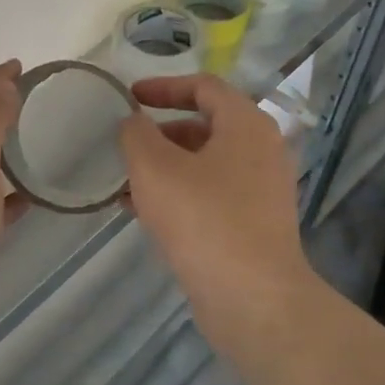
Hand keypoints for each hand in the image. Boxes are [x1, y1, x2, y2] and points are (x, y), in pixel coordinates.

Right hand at [118, 74, 322, 356]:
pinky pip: (210, 196)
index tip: (128, 98)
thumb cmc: (204, 220)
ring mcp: (261, 190)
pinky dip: (178, 195)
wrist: (252, 298)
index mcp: (246, 125)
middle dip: (159, 134)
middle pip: (204, 126)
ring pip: (204, 165)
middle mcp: (261, 151)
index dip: (163, 87)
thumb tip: (133, 123)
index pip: (204, 87)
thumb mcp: (155, 169)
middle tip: (124, 146)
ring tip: (123, 184)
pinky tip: (143, 214)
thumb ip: (136, 135)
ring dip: (164, 169)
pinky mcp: (253, 224)